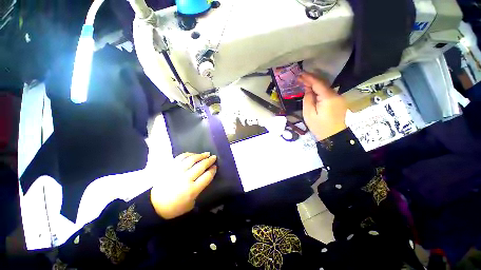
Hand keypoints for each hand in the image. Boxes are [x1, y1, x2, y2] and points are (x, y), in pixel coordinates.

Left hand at [150, 152, 216, 218]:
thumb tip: (205, 176)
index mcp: (192, 190)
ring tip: (206, 153)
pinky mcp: (170, 168)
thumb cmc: (175, 207)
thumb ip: (200, 189)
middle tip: (214, 157)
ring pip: (192, 159)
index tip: (215, 167)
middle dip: (209, 160)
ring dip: (201, 155)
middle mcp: (185, 179)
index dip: (213, 170)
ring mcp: (177, 171)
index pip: (207, 176)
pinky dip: (189, 154)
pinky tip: (194, 154)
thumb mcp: (191, 203)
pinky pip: (181, 157)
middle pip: (201, 166)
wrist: (154, 206)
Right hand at [299, 72, 347, 140]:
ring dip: (315, 83)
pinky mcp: (339, 101)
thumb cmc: (318, 126)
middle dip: (311, 79)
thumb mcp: (308, 113)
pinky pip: (328, 92)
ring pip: (326, 87)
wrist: (333, 136)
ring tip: (305, 82)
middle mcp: (336, 95)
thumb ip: (308, 99)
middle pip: (323, 83)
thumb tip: (308, 89)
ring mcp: (339, 98)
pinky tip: (313, 89)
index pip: (318, 83)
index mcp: (328, 98)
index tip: (300, 74)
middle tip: (301, 77)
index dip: (308, 78)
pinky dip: (320, 89)